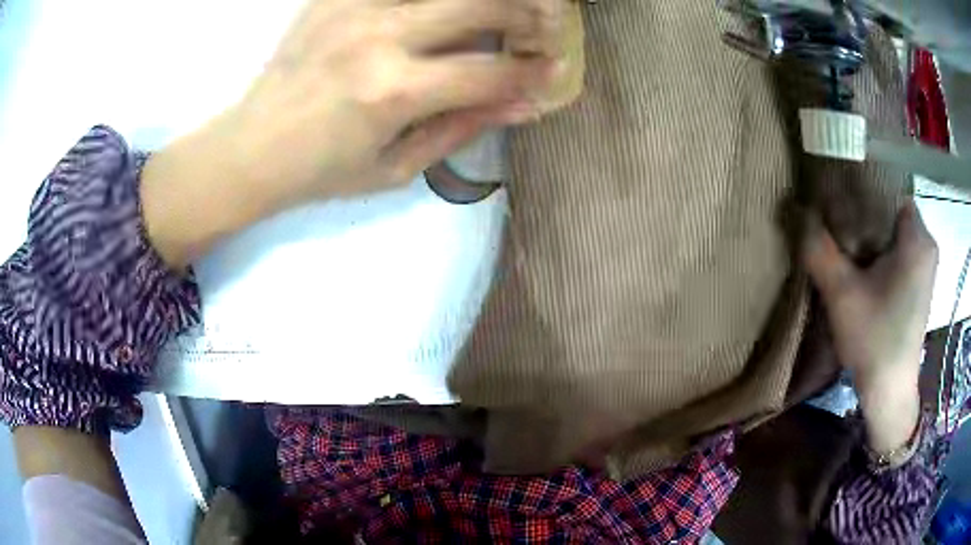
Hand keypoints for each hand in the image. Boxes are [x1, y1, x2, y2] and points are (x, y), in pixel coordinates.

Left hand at [142, 0, 560, 267]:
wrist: (251, 147)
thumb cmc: (321, 171)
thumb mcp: (396, 168)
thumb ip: (462, 129)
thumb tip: (522, 105)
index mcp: (394, 92)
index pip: (490, 72)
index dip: (533, 72)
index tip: (556, 71)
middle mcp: (379, 38)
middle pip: (479, 6)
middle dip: (528, 14)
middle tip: (546, 26)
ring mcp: (354, 10)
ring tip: (509, 6)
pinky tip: (444, 9)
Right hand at [802, 201, 937, 453]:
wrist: (889, 392)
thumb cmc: (874, 341)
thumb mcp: (841, 294)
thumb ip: (818, 248)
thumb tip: (795, 210)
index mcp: (917, 238)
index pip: (885, 190)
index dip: (859, 195)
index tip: (837, 210)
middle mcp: (927, 244)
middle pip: (889, 210)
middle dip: (863, 218)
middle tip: (838, 233)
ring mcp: (925, 264)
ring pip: (892, 231)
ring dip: (870, 237)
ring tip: (848, 252)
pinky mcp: (919, 282)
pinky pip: (898, 250)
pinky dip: (880, 253)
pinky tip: (864, 272)